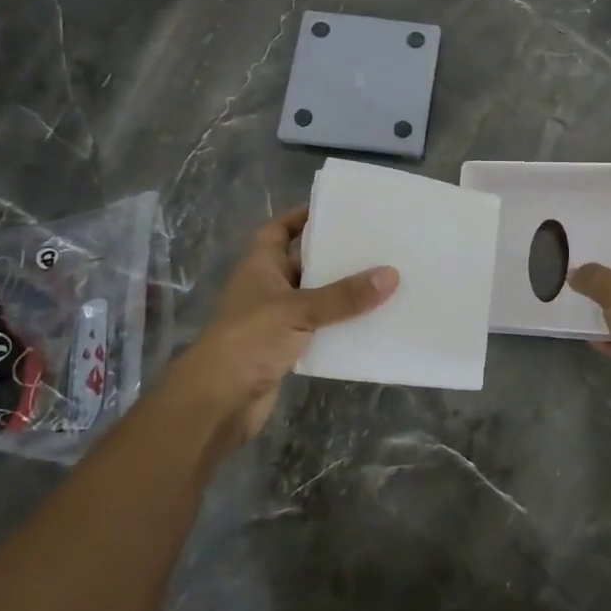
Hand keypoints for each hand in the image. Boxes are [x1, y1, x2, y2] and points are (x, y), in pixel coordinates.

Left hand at [157, 207, 396, 460]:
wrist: (219, 401)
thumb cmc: (250, 339)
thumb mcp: (299, 310)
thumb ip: (344, 295)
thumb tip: (391, 274)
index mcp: (259, 265)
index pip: (279, 229)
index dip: (302, 216)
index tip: (338, 210)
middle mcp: (266, 287)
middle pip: (303, 261)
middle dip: (333, 254)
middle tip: (375, 243)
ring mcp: (274, 319)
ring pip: (314, 296)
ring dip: (341, 292)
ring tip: (381, 279)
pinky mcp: (285, 348)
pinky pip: (318, 328)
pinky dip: (339, 324)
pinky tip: (370, 321)